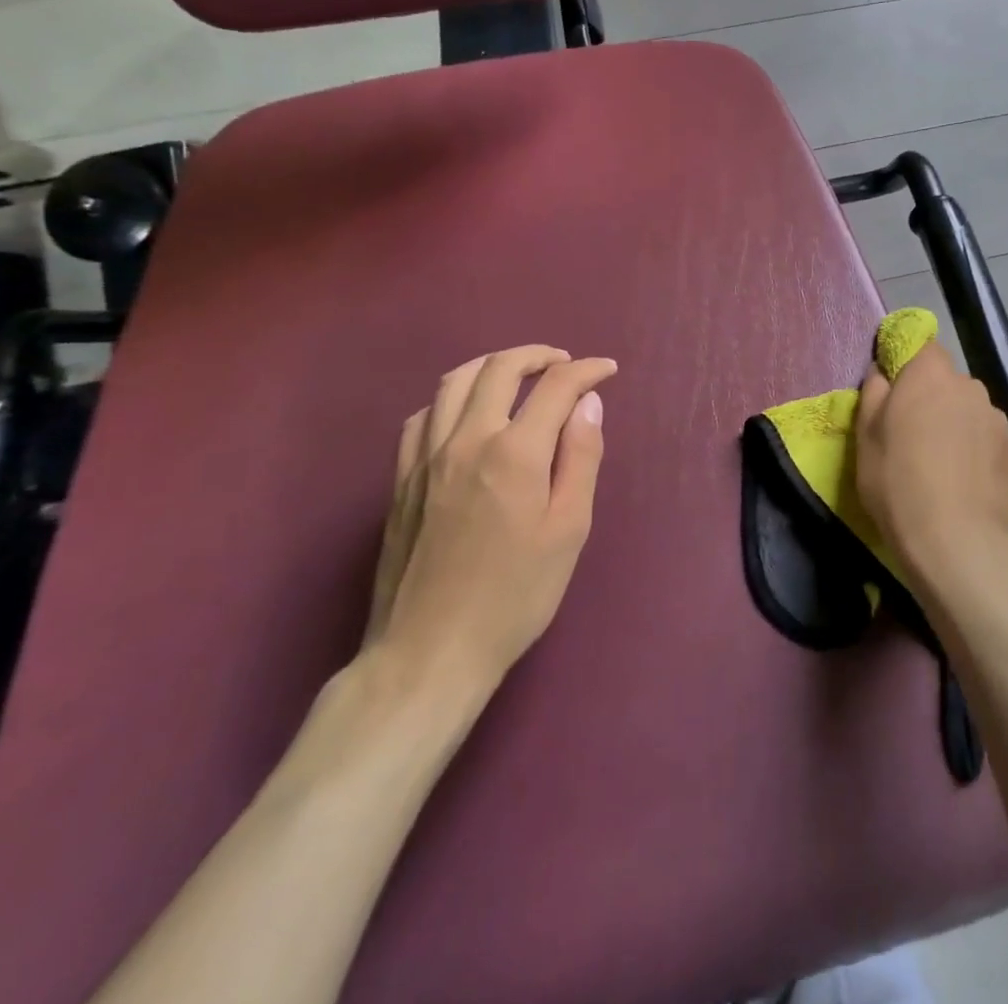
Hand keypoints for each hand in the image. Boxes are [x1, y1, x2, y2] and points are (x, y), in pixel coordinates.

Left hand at [363, 346, 616, 716]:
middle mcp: (466, 440)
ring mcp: (426, 457)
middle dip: (539, 355)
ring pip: (455, 381)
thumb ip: (580, 458)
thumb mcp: (568, 530)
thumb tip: (589, 405)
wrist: (430, 651)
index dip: (586, 371)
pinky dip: (452, 398)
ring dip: (493, 365)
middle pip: (500, 368)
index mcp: (514, 452)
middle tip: (565, 362)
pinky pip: (423, 415)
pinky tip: (467, 413)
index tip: (607, 370)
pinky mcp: (401, 478)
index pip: (556, 387)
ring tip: (519, 374)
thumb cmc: (515, 595)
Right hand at [855, 342, 1007, 607]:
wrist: (954, 539)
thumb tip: (882, 372)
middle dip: (929, 397)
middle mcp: (968, 385)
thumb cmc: (897, 480)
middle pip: (945, 380)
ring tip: (938, 461)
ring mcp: (995, 417)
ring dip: (953, 422)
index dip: (907, 364)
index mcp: (930, 373)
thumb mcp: (865, 435)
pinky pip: (983, 435)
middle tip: (909, 433)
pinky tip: (960, 478)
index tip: (892, 391)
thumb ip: (874, 392)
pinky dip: (972, 447)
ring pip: (966, 408)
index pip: (922, 346)